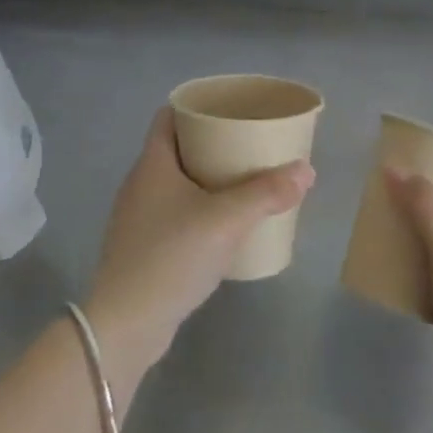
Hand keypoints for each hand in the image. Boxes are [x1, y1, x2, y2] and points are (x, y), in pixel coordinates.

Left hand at [86, 108, 313, 369]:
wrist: (127, 324)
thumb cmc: (172, 257)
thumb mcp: (226, 220)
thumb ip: (267, 193)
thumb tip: (306, 170)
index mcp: (152, 164)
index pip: (168, 117)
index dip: (196, 108)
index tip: (230, 110)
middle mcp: (140, 184)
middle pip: (177, 149)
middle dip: (212, 145)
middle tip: (249, 146)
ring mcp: (138, 218)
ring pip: (177, 184)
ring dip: (208, 180)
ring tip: (245, 183)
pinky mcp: (143, 248)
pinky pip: (176, 214)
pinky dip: (200, 210)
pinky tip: (225, 226)